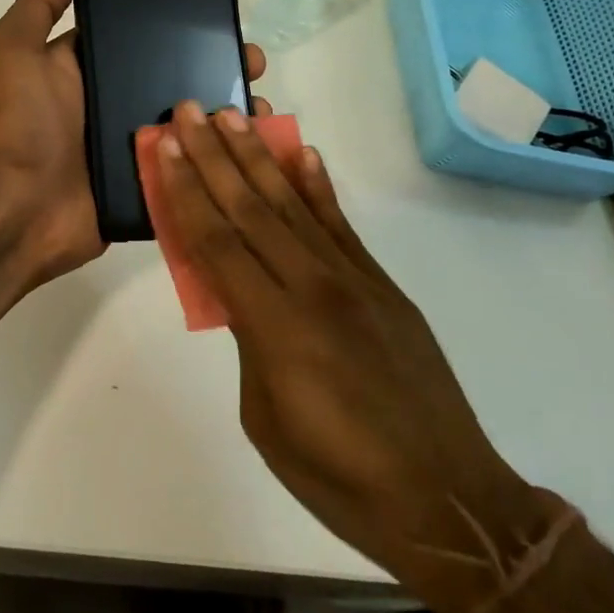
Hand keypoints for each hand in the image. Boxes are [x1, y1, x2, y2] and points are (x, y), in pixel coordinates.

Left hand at [0, 0, 266, 289]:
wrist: (16, 208)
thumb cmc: (17, 121)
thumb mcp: (12, 50)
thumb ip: (37, 7)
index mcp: (86, 70)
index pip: (138, 38)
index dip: (174, 26)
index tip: (216, 14)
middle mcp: (111, 103)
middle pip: (172, 78)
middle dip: (214, 67)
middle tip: (252, 62)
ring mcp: (132, 146)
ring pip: (188, 122)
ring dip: (225, 112)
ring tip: (260, 106)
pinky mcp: (147, 182)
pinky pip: (190, 166)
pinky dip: (220, 158)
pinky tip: (255, 147)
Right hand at [152, 102, 550, 612]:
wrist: (447, 501)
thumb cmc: (338, 477)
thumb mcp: (264, 416)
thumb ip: (247, 341)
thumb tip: (239, 293)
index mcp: (275, 327)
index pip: (217, 242)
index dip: (186, 191)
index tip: (166, 147)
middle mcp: (313, 288)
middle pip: (250, 208)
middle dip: (213, 156)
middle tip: (189, 111)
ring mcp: (353, 281)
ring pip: (293, 205)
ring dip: (258, 157)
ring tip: (233, 117)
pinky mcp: (382, 285)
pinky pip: (341, 226)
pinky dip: (318, 187)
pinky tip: (302, 155)